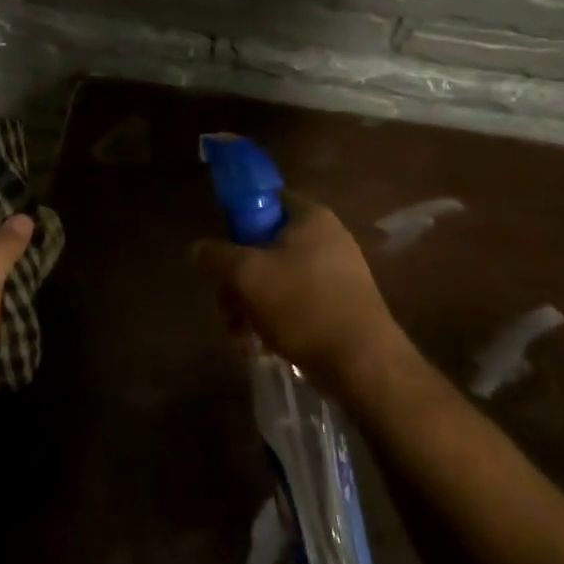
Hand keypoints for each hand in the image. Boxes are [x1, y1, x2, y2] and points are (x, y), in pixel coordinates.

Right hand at [192, 193, 404, 398]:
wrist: (363, 363)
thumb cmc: (302, 305)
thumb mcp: (246, 275)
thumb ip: (215, 255)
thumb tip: (200, 249)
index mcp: (310, 217)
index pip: (265, 200)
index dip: (237, 221)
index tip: (221, 252)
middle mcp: (327, 238)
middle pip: (264, 246)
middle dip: (237, 279)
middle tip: (226, 307)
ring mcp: (336, 273)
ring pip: (275, 279)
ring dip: (249, 305)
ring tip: (239, 336)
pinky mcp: (339, 304)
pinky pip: (294, 302)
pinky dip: (273, 319)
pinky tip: (259, 345)